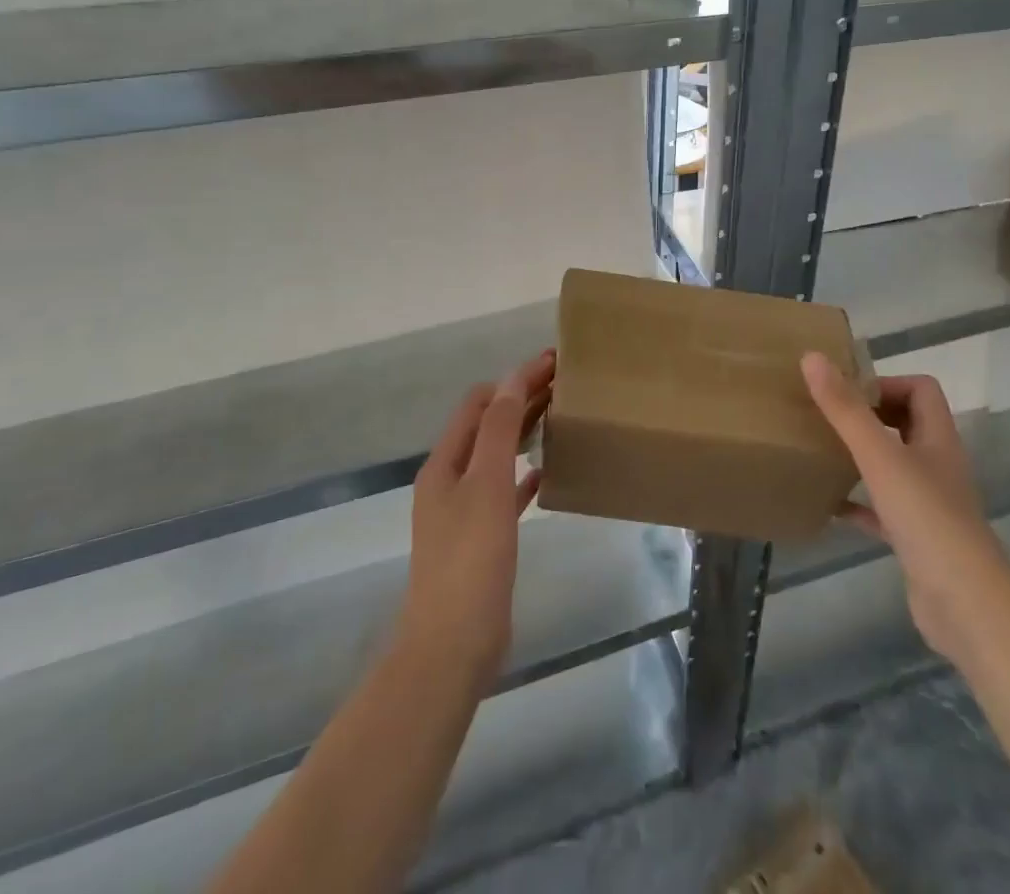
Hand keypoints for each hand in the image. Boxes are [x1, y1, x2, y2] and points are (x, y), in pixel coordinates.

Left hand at [397, 350, 552, 690]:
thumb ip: (498, 430)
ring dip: (523, 432)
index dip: (513, 379)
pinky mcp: (480, 539)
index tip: (553, 363)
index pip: (479, 402)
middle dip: (520, 399)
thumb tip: (511, 378)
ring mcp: (463, 511)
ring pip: (496, 456)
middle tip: (564, 384)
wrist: (453, 645)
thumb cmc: (470, 558)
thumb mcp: (486, 485)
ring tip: (559, 418)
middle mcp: (449, 480)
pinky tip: (545, 472)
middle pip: (486, 426)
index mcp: (445, 463)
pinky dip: (523, 474)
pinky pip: (504, 493)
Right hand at [801, 354, 1005, 658]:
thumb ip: (845, 409)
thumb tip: (812, 357)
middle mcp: (937, 464)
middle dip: (868, 416)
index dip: (886, 383)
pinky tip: (828, 506)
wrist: (965, 604)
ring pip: (893, 466)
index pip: (921, 389)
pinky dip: (857, 504)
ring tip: (822, 451)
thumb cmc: (926, 518)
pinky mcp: (915, 538)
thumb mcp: (879, 455)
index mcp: (937, 438)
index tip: (846, 392)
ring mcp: (928, 504)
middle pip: (906, 424)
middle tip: (827, 416)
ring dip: (861, 457)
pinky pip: (881, 510)